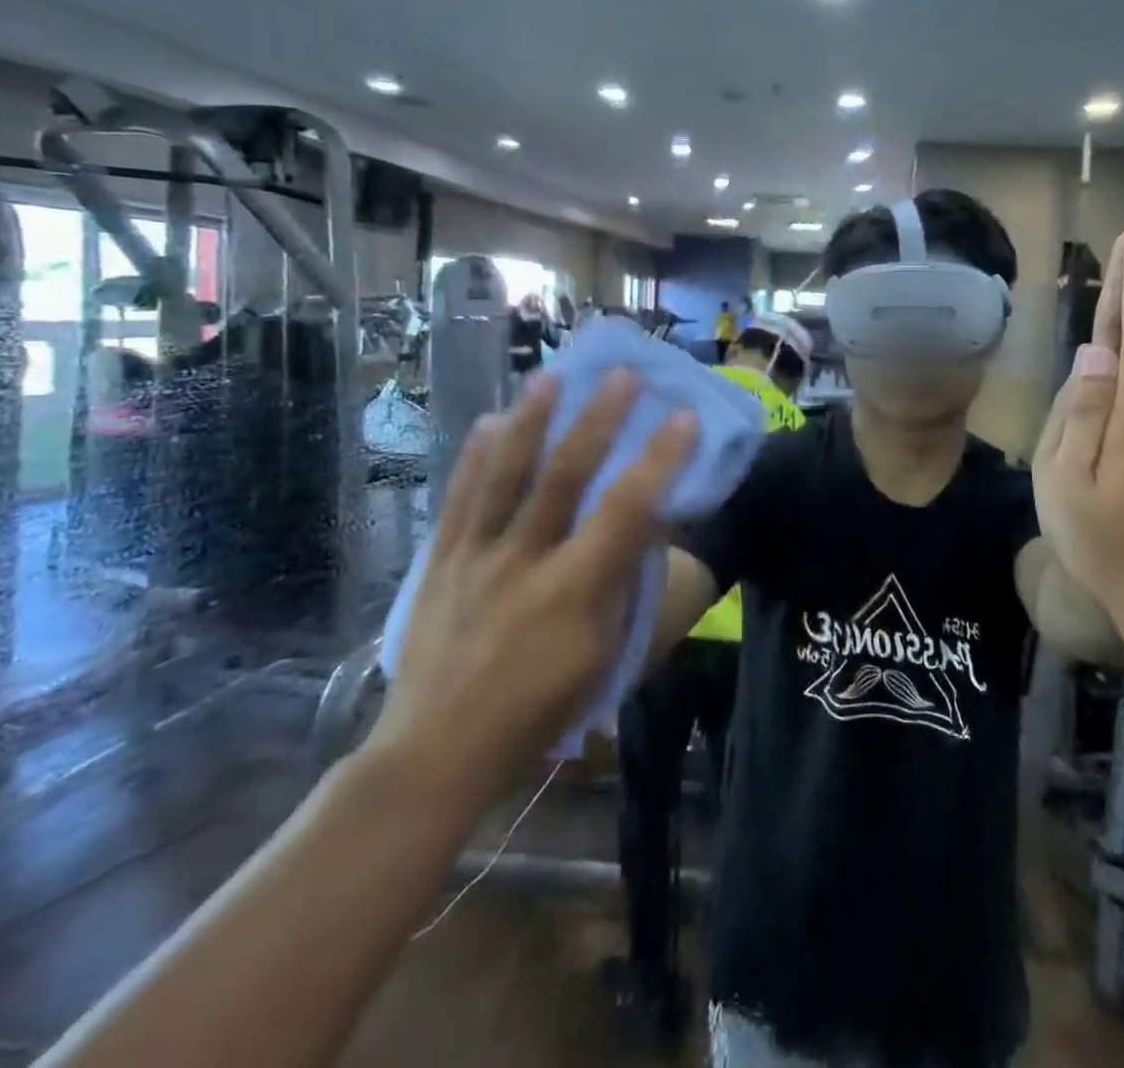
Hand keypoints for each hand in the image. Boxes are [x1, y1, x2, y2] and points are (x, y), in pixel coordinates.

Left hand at [366, 371, 697, 804]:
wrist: (439, 748)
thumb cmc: (539, 708)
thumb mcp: (602, 655)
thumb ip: (624, 585)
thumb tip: (644, 527)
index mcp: (574, 590)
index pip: (627, 511)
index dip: (659, 460)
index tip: (684, 418)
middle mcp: (524, 559)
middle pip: (563, 476)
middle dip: (596, 420)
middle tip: (619, 374)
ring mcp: (475, 555)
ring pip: (505, 475)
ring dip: (530, 420)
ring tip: (548, 376)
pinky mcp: (440, 559)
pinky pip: (460, 496)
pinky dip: (476, 455)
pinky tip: (488, 422)